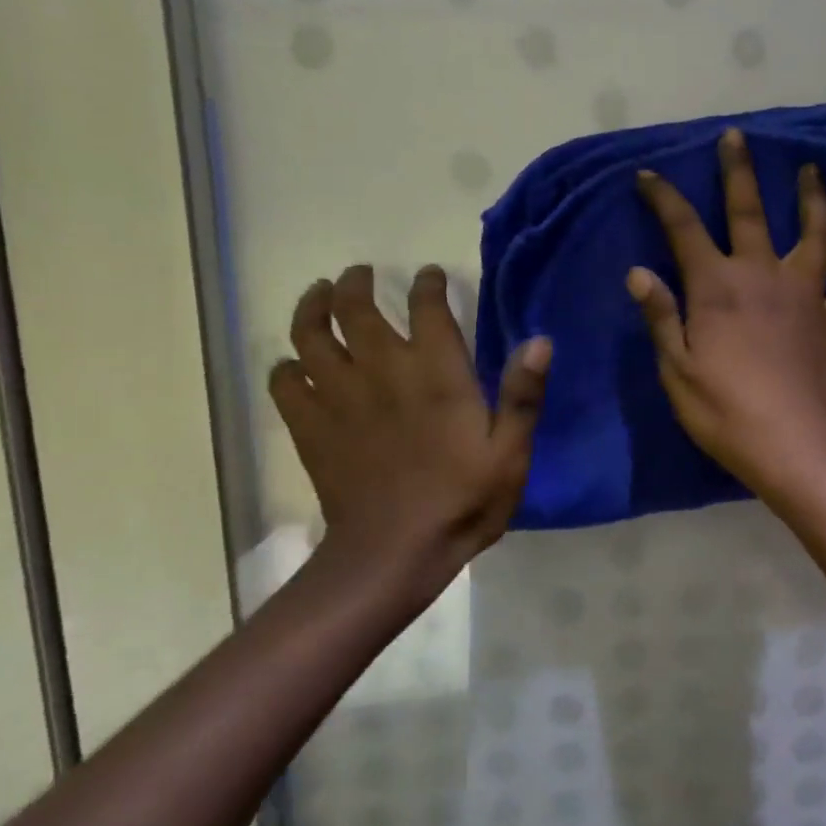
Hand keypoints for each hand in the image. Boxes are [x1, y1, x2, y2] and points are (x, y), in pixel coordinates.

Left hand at [269, 264, 548, 576]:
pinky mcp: (310, 426)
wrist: (395, 551)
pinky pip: (285, 382)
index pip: (426, 307)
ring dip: (312, 307)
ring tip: (318, 295)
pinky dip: (286, 367)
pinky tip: (294, 365)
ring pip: (310, 334)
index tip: (428, 276)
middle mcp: (381, 369)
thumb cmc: (462, 501)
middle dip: (356, 283)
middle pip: (355, 307)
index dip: (427, 284)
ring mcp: (338, 396)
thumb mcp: (510, 452)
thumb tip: (540, 340)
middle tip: (359, 274)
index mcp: (435, 372)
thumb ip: (523, 394)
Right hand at [629, 128, 825, 493]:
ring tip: (812, 172)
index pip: (683, 229)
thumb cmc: (724, 412)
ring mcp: (806, 296)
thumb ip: (661, 316)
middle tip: (735, 137)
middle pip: (750, 212)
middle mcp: (763, 277)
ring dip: (813, 200)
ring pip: (815, 234)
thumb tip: (639, 272)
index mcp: (717, 288)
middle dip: (738, 172)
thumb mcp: (676, 369)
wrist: (792, 446)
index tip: (648, 175)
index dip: (663, 199)